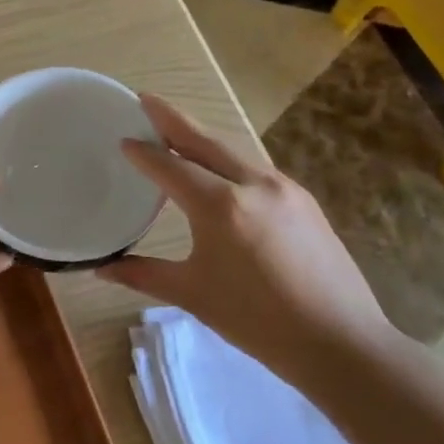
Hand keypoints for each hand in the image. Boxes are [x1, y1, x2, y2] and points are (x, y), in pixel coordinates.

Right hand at [97, 95, 396, 384]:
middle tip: (145, 100)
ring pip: (233, 151)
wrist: (342, 343)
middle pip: (204, 141)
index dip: (144, 153)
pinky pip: (255, 168)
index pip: (171, 167)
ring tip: (176, 130)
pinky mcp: (303, 200)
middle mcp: (253, 184)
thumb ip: (144, 275)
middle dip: (172, 118)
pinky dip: (227, 158)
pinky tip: (220, 169)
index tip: (123, 140)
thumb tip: (101, 268)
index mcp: (221, 206)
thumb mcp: (194, 295)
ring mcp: (284, 188)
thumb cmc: (258, 321)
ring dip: (201, 136)